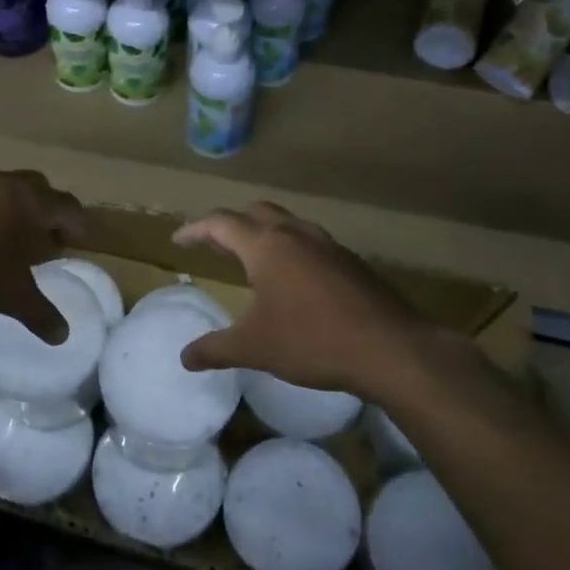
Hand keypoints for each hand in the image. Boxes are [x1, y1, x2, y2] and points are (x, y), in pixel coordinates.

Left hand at [0, 170, 85, 342]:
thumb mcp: (12, 296)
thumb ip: (41, 314)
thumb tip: (62, 336)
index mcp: (32, 202)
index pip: (67, 205)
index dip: (76, 223)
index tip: (77, 240)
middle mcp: (6, 184)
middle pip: (38, 187)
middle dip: (46, 209)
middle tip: (44, 236)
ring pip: (4, 189)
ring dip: (12, 209)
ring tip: (7, 239)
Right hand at [173, 202, 462, 397]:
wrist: (391, 348)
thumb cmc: (313, 341)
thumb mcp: (255, 348)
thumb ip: (216, 349)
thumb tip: (185, 358)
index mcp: (266, 246)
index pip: (221, 223)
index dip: (195, 229)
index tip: (178, 240)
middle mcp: (295, 234)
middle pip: (255, 212)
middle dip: (230, 223)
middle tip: (214, 243)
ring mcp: (327, 244)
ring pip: (287, 222)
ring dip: (263, 231)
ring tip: (252, 257)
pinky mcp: (350, 261)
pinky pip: (310, 241)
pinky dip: (291, 247)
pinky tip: (294, 278)